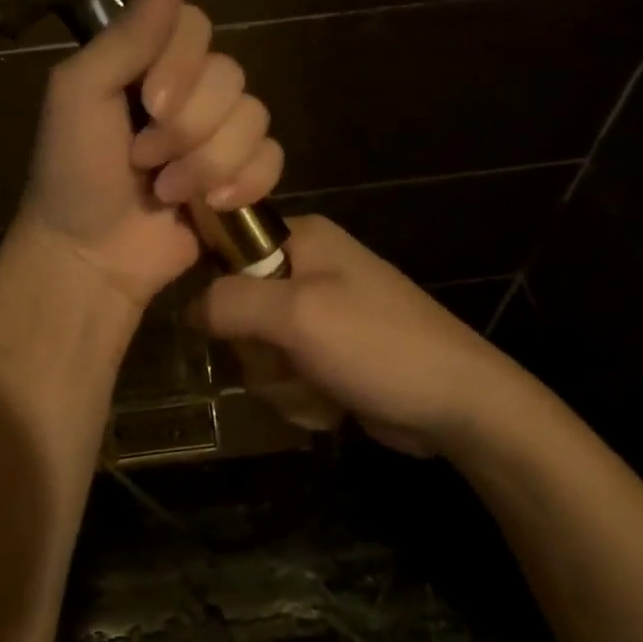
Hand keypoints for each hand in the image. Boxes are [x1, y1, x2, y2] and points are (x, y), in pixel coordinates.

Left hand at [17, 0, 283, 309]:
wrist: (90, 255)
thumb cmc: (73, 170)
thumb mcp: (82, 91)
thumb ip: (129, 31)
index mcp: (150, 62)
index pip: (198, 26)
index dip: (182, 66)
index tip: (147, 103)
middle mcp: (191, 89)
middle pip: (231, 76)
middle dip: (187, 128)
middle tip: (142, 158)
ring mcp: (220, 134)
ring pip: (255, 118)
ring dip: (208, 162)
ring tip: (167, 190)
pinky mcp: (242, 176)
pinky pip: (273, 157)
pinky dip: (244, 182)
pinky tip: (211, 206)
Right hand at [192, 215, 527, 453]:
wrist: (457, 402)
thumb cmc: (377, 344)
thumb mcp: (297, 315)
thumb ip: (230, 302)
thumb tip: (185, 308)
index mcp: (301, 238)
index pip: (226, 246)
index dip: (216, 286)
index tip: (224, 322)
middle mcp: (305, 268)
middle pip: (236, 308)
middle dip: (257, 350)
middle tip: (287, 360)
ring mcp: (317, 314)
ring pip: (257, 349)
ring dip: (279, 381)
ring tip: (318, 386)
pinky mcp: (326, 353)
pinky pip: (283, 373)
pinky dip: (299, 395)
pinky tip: (330, 404)